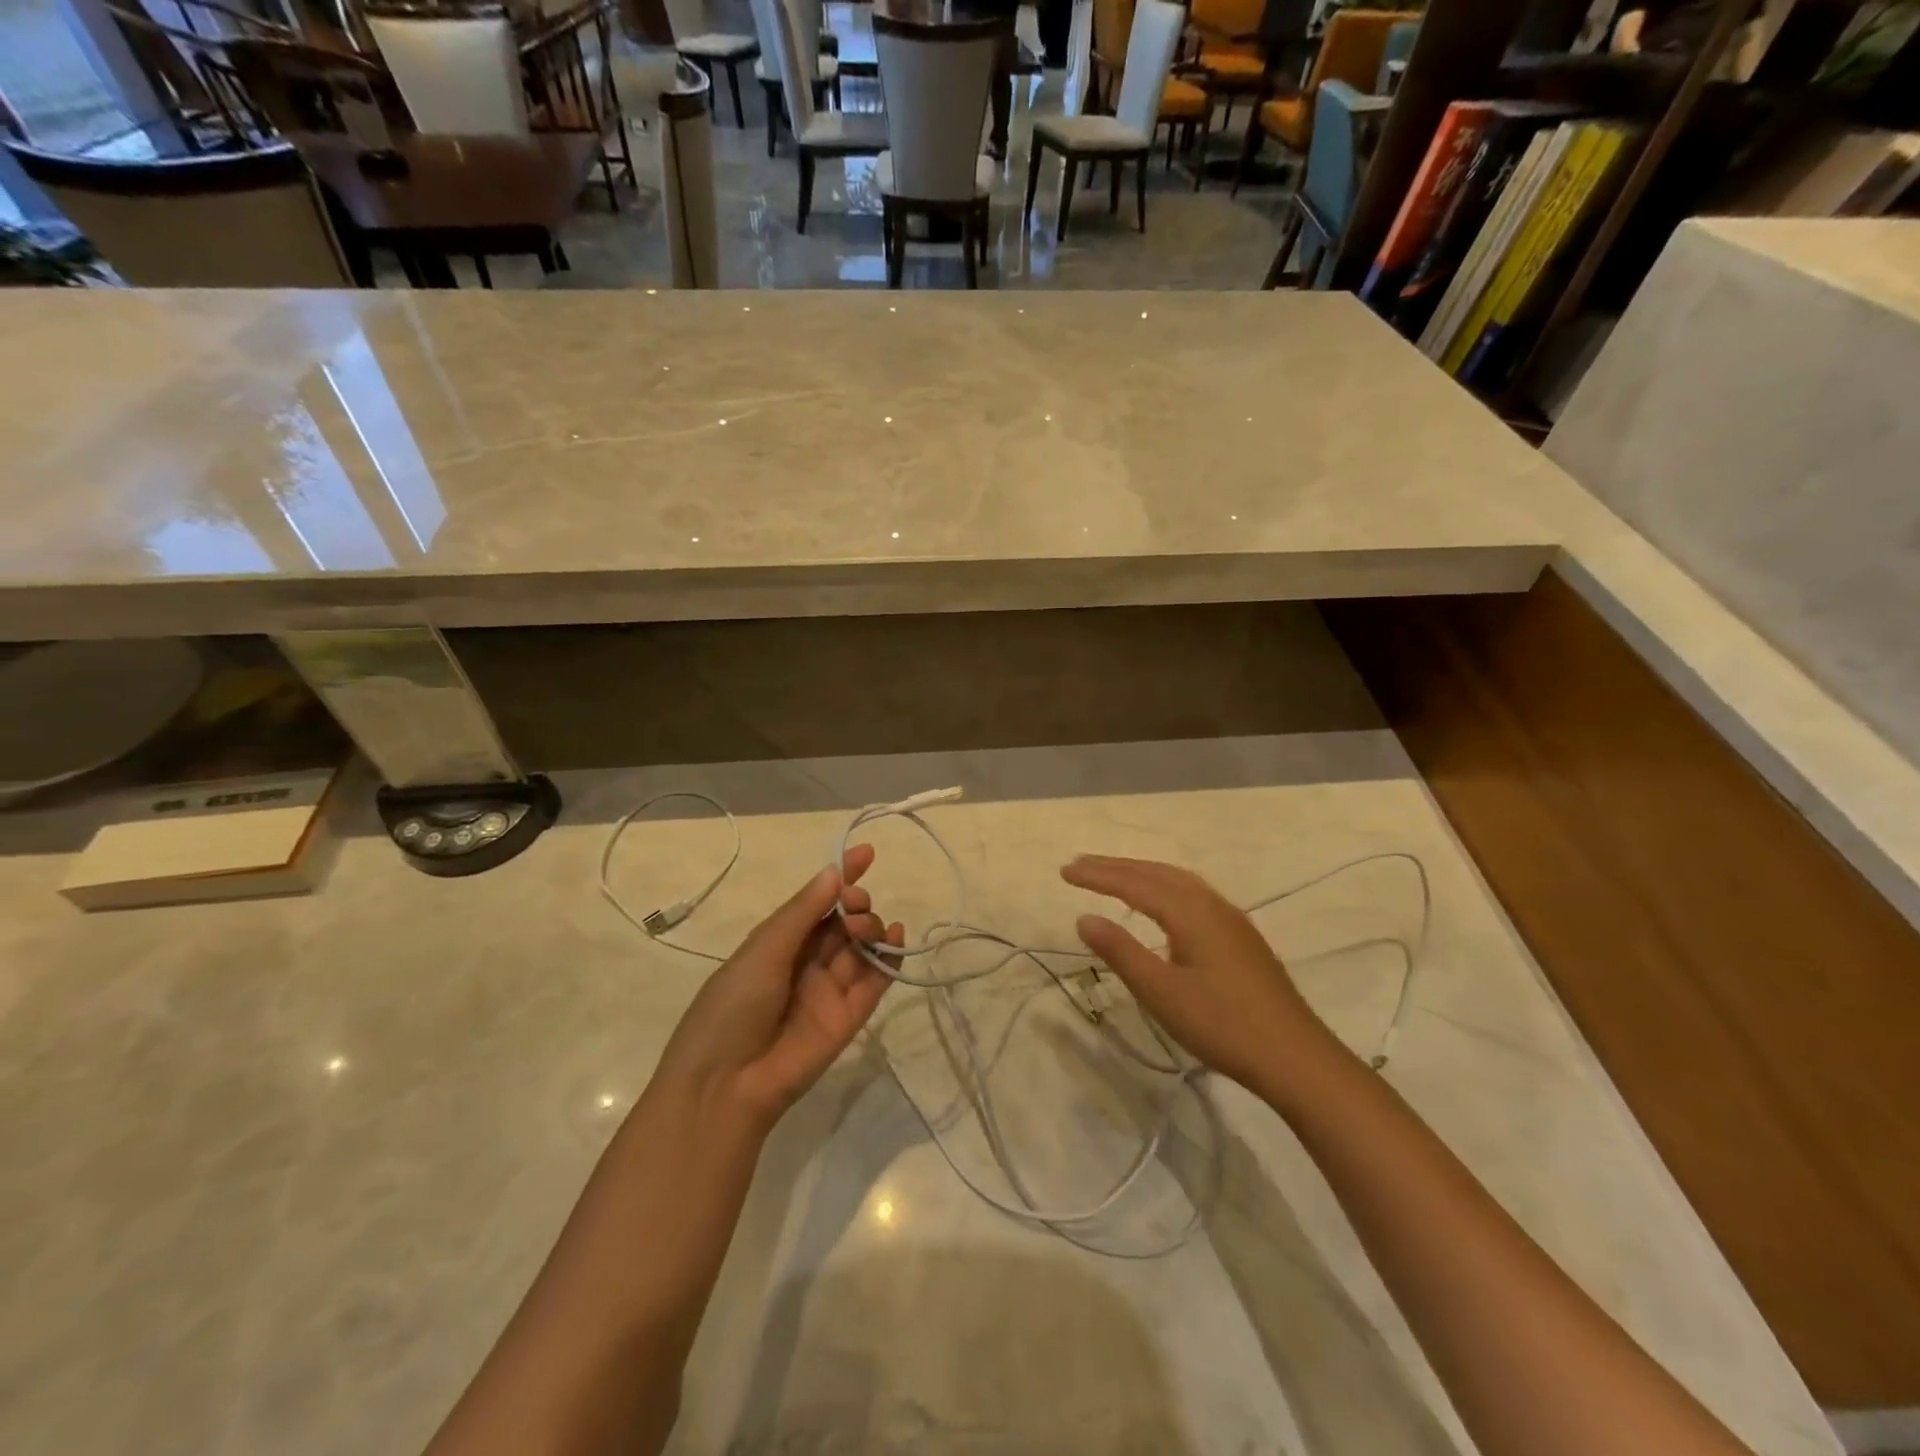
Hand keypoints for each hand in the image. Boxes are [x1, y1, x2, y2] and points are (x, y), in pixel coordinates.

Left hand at [658, 844, 903, 1128]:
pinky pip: (875, 982)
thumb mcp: (763, 949)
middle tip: (854, 907)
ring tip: (865, 927)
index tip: (866, 853)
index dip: (841, 877)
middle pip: (843, 923)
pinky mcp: (850, 1018)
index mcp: (778, 944)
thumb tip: (835, 873)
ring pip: (861, 948)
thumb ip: (803, 912)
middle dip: (855, 904)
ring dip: (871, 927)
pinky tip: (897, 936)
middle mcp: (806, 963)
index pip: (816, 903)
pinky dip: (890, 958)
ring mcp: (829, 990)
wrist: (727, 1084)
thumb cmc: (732, 1006)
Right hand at [1062, 855, 1335, 1092]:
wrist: (1296, 1057)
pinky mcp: (1241, 937)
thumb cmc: (1222, 1025)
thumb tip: (1084, 917)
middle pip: (1157, 873)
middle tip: (1081, 864)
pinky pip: (1193, 893)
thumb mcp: (1161, 992)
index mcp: (1190, 912)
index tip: (1064, 871)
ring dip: (1142, 873)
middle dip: (1117, 866)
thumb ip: (1121, 952)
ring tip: (1114, 875)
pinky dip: (1164, 886)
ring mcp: (1231, 919)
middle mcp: (1211, 904)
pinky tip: (1162, 904)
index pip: (1134, 883)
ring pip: (1179, 880)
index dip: (1097, 875)